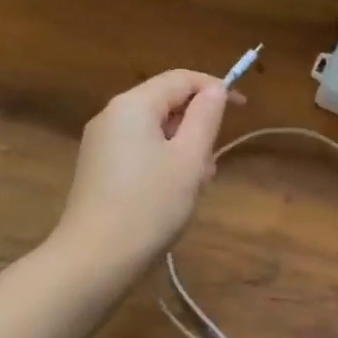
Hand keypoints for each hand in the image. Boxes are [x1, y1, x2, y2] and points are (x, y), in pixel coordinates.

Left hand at [49, 70, 234, 277]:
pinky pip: (138, 151)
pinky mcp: (97, 169)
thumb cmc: (149, 205)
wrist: (95, 259)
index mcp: (133, 104)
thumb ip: (205, 118)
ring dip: (181, 152)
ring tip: (190, 190)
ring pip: (154, 132)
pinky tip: (169, 198)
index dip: (214, 88)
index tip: (242, 109)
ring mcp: (100, 143)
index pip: (180, 79)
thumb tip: (215, 89)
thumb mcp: (189, 159)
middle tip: (209, 168)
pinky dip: (161, 165)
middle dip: (195, 129)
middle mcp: (111, 115)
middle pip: (166, 105)